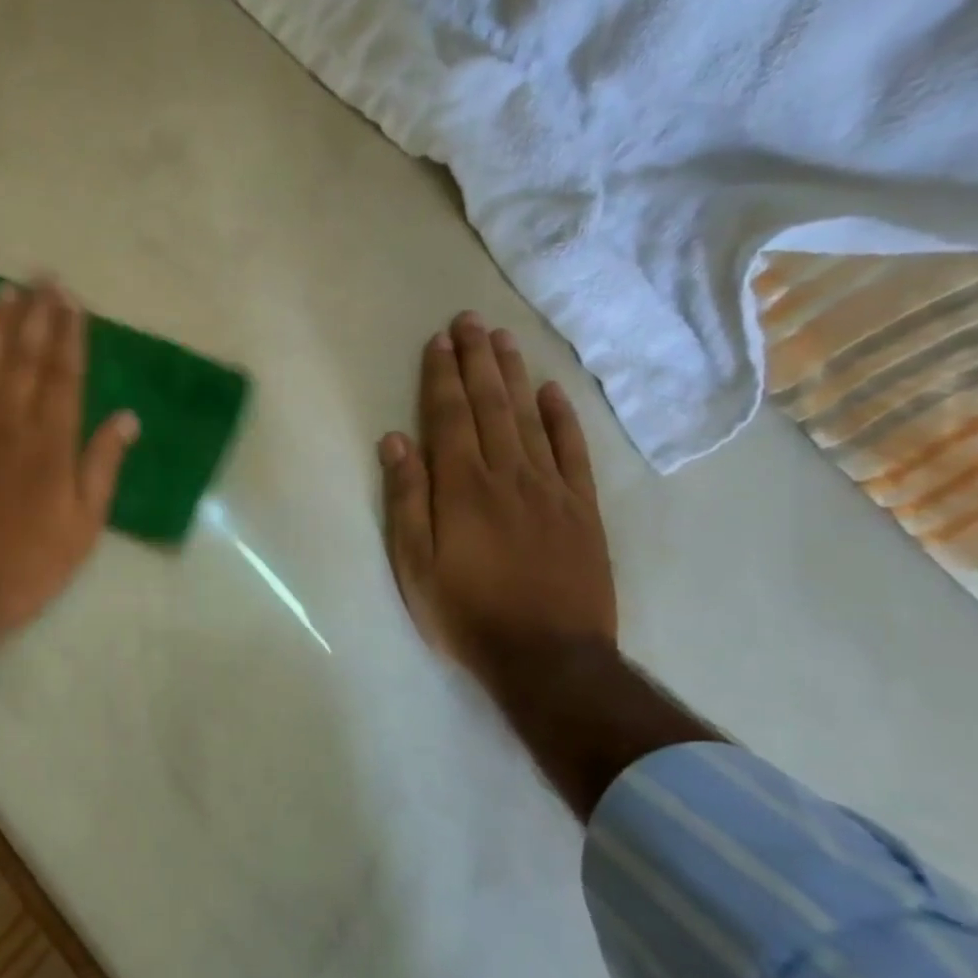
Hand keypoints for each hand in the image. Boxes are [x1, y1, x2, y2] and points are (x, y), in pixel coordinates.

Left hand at [0, 279, 138, 647]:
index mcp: (50, 444)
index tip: (73, 302)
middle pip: (24, 359)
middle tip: (42, 277)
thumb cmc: (23, 568)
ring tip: (4, 291)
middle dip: (36, 316)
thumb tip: (126, 418)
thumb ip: (102, 468)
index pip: (64, 376)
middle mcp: (7, 424)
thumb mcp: (82, 529)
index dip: (70, 336)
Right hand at [378, 311, 616, 698]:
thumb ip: (406, 500)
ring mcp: (550, 489)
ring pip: (530, 418)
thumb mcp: (414, 564)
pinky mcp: (581, 508)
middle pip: (491, 406)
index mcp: (462, 488)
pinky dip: (562, 417)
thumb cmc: (466, 612)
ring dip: (514, 375)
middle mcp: (507, 475)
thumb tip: (395, 442)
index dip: (442, 377)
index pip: (450, 417)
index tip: (438, 341)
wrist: (548, 656)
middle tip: (470, 321)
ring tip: (503, 340)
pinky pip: (572, 451)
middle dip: (477, 361)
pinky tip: (552, 391)